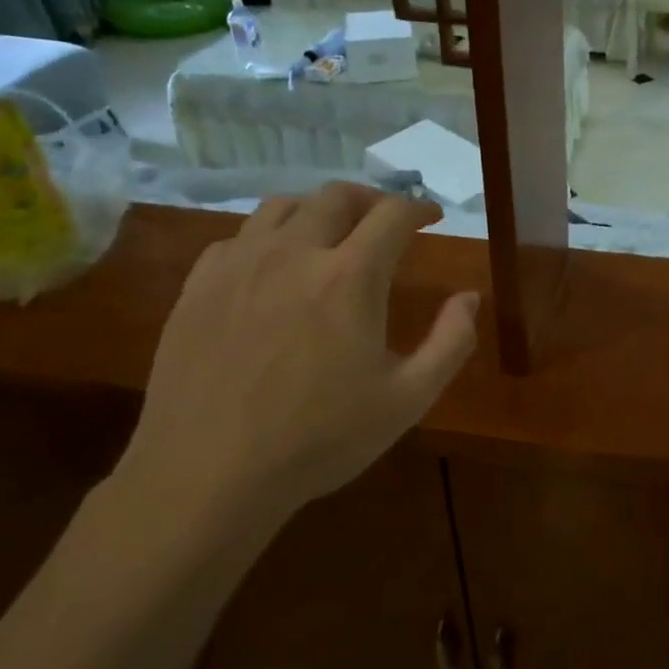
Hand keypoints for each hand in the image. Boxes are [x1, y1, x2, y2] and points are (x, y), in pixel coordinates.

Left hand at [115, 184, 478, 540]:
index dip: (419, 208)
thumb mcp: (408, 399)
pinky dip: (269, 238)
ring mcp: (239, 264)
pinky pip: (239, 237)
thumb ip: (451, 342)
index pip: (393, 214)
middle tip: (386, 222)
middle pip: (337, 196)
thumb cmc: (321, 439)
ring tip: (331, 235)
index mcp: (350, 277)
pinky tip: (274, 268)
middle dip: (371, 200)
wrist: (209, 473)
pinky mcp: (199, 285)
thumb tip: (469, 297)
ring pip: (283, 206)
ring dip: (319, 211)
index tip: (432, 217)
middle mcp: (294, 252)